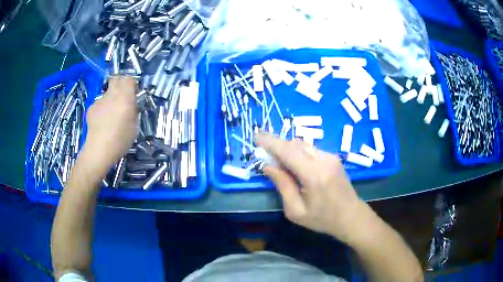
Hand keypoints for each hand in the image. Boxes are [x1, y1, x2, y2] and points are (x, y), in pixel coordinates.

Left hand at [83, 77, 137, 172]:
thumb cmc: (120, 140)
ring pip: (107, 92)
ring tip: (111, 115)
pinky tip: (102, 122)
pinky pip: (100, 103)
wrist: (99, 150)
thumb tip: (131, 105)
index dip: (132, 84)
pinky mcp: (91, 107)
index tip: (134, 93)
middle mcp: (112, 94)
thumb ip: (133, 110)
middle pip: (116, 79)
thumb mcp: (135, 126)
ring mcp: (100, 100)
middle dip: (121, 84)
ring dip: (111, 98)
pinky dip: (103, 109)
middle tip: (123, 97)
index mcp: (125, 97)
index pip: (129, 79)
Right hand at [255, 133, 370, 243]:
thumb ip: (282, 185)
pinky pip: (310, 149)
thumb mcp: (296, 210)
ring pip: (303, 145)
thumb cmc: (323, 219)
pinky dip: (298, 153)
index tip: (255, 136)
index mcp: (314, 175)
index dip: (270, 142)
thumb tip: (268, 166)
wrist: (351, 216)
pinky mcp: (333, 157)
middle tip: (264, 154)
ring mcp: (331, 157)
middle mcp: (324, 160)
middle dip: (277, 145)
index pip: (288, 151)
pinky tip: (294, 165)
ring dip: (287, 149)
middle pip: (295, 144)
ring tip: (278, 162)